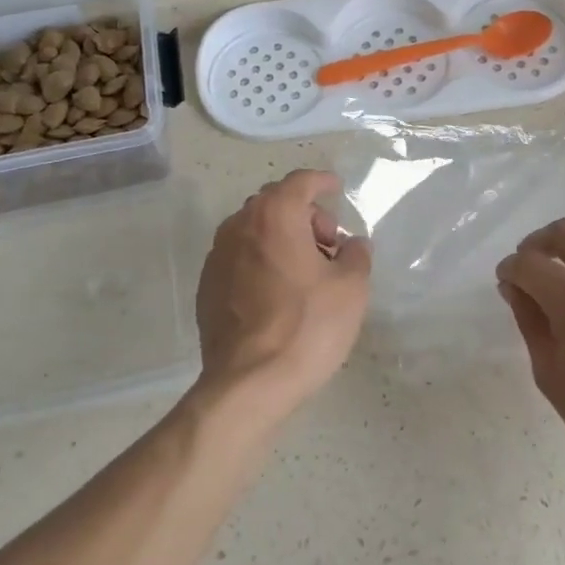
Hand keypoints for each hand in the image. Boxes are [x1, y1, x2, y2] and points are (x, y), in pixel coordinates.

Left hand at [194, 170, 372, 421]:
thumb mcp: (351, 288)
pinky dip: (262, 260)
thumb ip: (357, 255)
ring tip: (307, 271)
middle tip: (329, 245)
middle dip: (305, 215)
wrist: (248, 383)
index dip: (322, 181)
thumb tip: (353, 244)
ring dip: (282, 237)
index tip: (337, 188)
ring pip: (255, 230)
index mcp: (274, 215)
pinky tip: (279, 292)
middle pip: (275, 203)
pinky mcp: (207, 286)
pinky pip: (240, 257)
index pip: (300, 182)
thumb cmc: (307, 327)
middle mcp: (239, 225)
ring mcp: (217, 256)